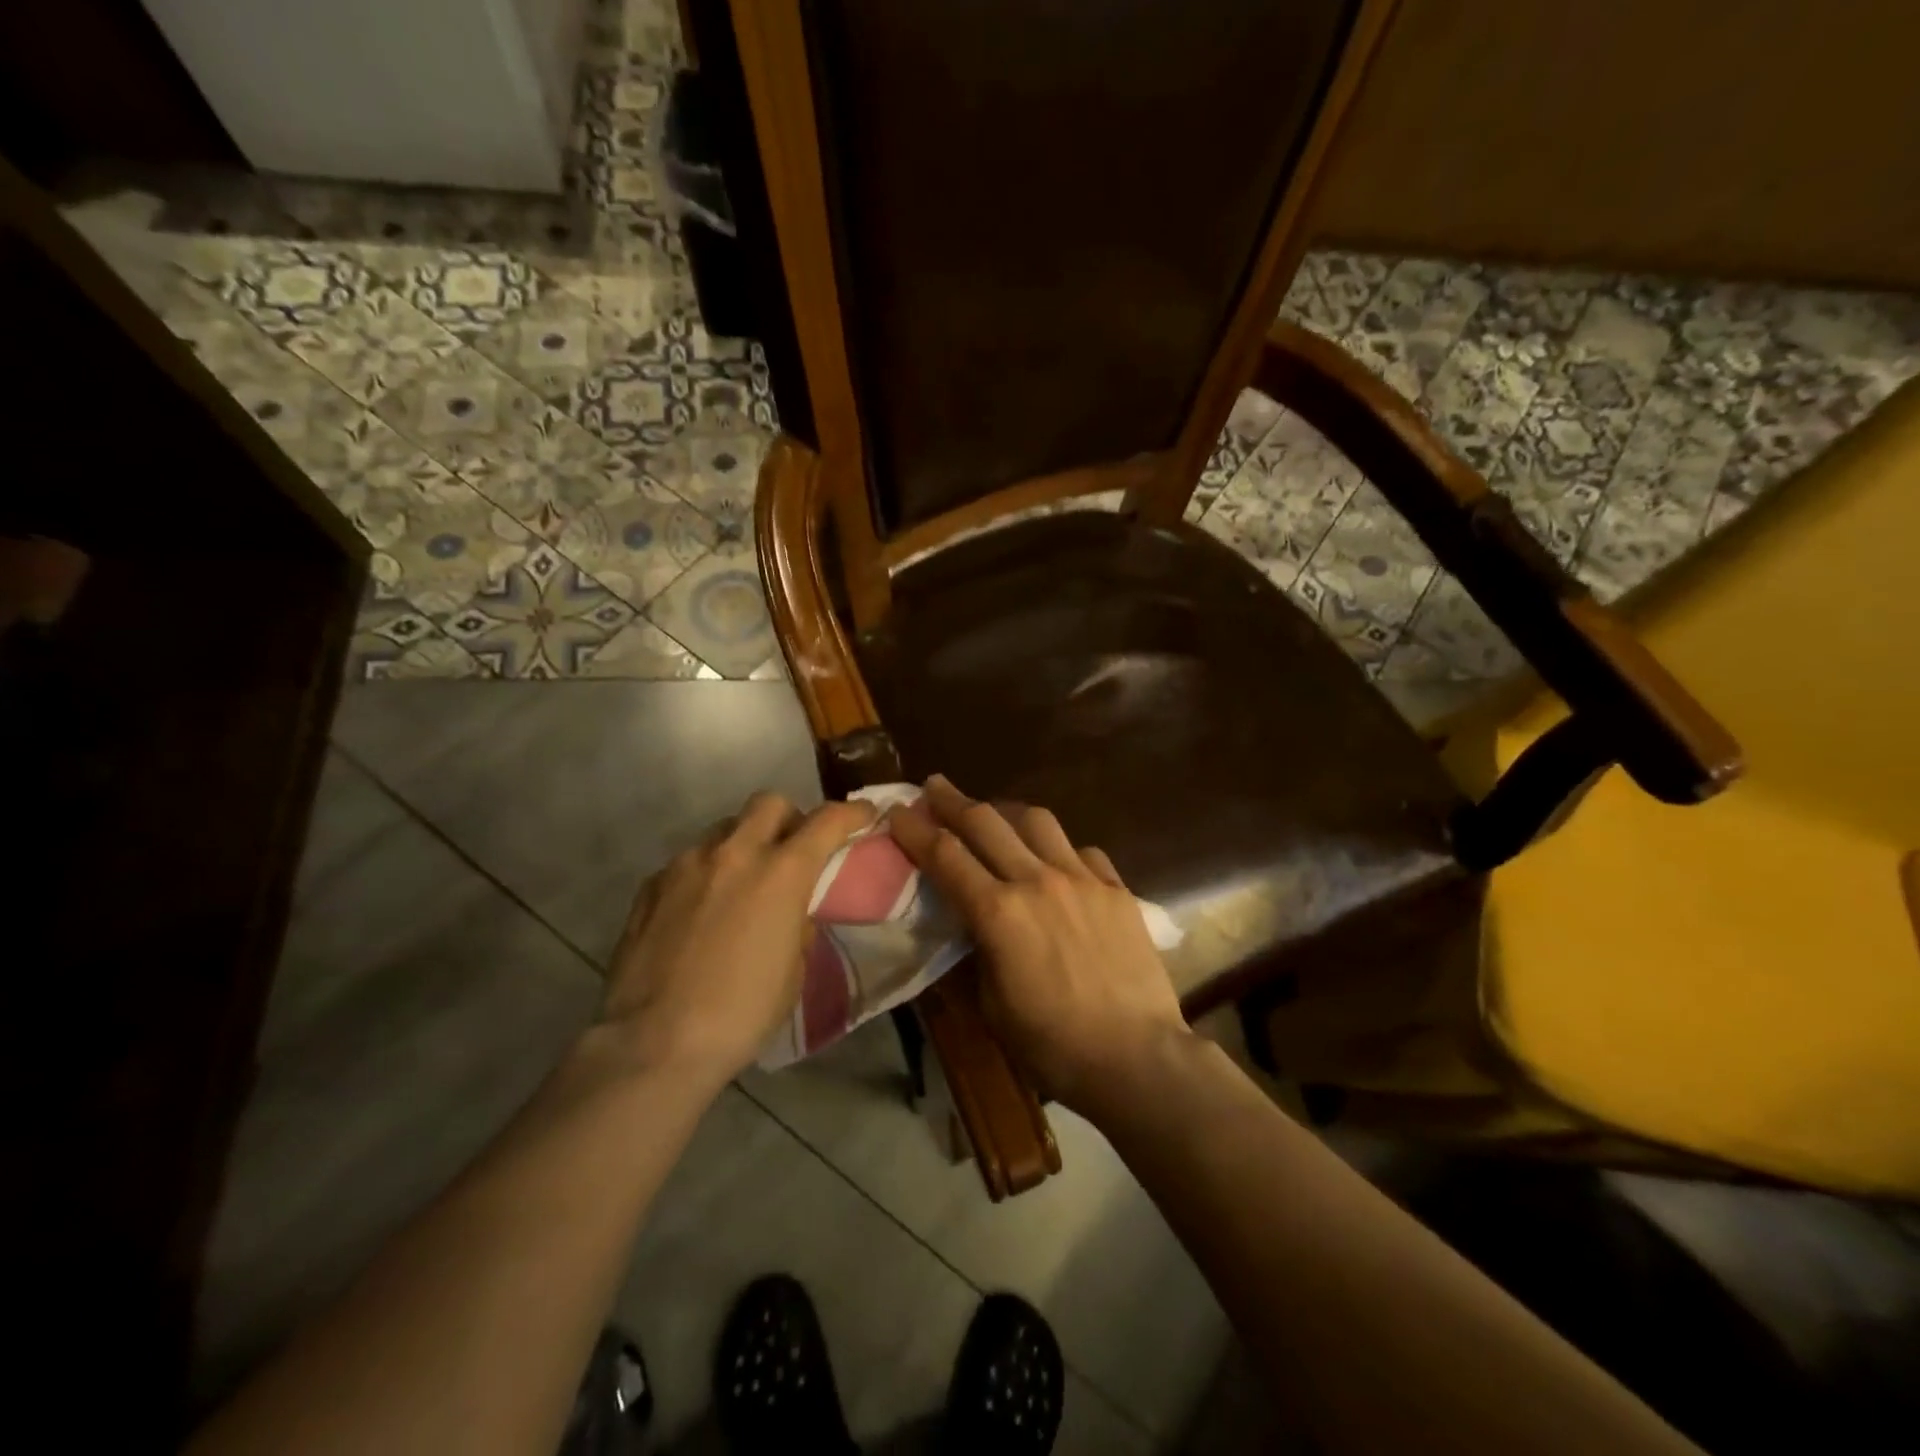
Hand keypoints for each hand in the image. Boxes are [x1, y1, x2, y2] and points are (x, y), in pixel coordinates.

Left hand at [602, 792, 874, 1087]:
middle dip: (789, 819)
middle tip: (792, 851)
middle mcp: (733, 853)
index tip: (864, 815)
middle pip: (769, 803)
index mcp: (781, 873)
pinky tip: (701, 911)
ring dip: (743, 845)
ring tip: (741, 884)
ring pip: (724, 829)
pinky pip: (689, 861)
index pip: (827, 821)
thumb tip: (790, 912)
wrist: (653, 1044)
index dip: (851, 814)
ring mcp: (686, 865)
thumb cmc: (741, 1014)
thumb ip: (798, 925)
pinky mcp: (650, 885)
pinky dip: (706, 873)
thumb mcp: (793, 972)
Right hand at [887, 775, 1187, 1110]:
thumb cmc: (1053, 1044)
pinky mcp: (1116, 889)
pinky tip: (1058, 862)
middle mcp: (1037, 881)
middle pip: (986, 823)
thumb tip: (973, 925)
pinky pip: (1083, 851)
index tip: (897, 810)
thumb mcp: (992, 1006)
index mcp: (998, 912)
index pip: (945, 856)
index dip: (916, 829)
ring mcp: (1082, 879)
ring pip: (1038, 822)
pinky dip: (1060, 849)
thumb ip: (978, 952)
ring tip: (996, 815)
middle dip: (953, 801)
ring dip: (1007, 812)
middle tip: (935, 787)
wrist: (1136, 1056)